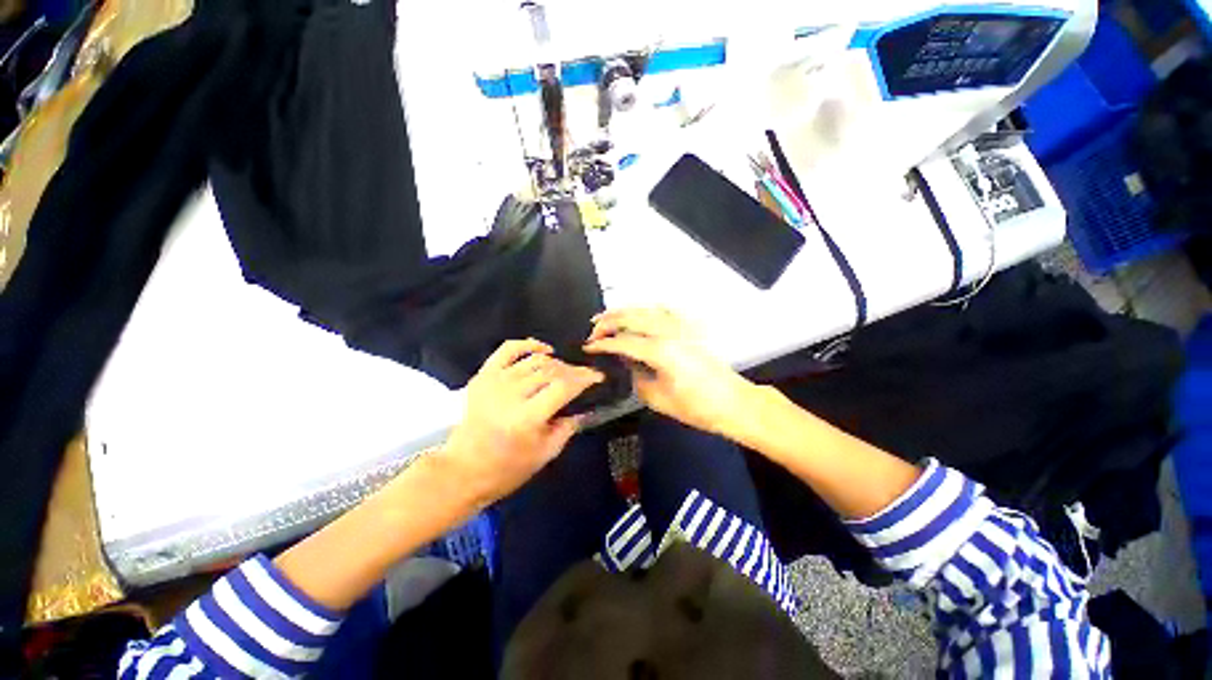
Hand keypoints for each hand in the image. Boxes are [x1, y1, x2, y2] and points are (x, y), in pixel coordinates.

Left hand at [438, 339, 603, 507]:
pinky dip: (528, 344)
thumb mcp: (545, 454)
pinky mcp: (483, 375)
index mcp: (527, 417)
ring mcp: (495, 381)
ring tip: (565, 371)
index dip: (584, 378)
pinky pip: (508, 349)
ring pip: (535, 360)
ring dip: (555, 363)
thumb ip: (567, 428)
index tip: (597, 376)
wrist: (463, 470)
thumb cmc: (507, 469)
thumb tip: (583, 407)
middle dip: (573, 371)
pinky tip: (543, 349)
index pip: (564, 386)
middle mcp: (511, 394)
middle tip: (583, 377)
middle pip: (551, 371)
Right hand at [584, 308, 756, 436]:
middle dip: (609, 320)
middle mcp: (669, 333)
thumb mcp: (658, 398)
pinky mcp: (689, 329)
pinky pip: (663, 312)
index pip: (623, 341)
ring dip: (626, 311)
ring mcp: (681, 328)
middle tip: (593, 327)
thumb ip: (637, 377)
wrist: (733, 402)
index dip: (602, 343)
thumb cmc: (696, 407)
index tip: (587, 346)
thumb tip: (627, 363)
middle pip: (633, 317)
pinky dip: (647, 310)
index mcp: (660, 351)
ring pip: (647, 310)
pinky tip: (639, 315)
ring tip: (609, 317)